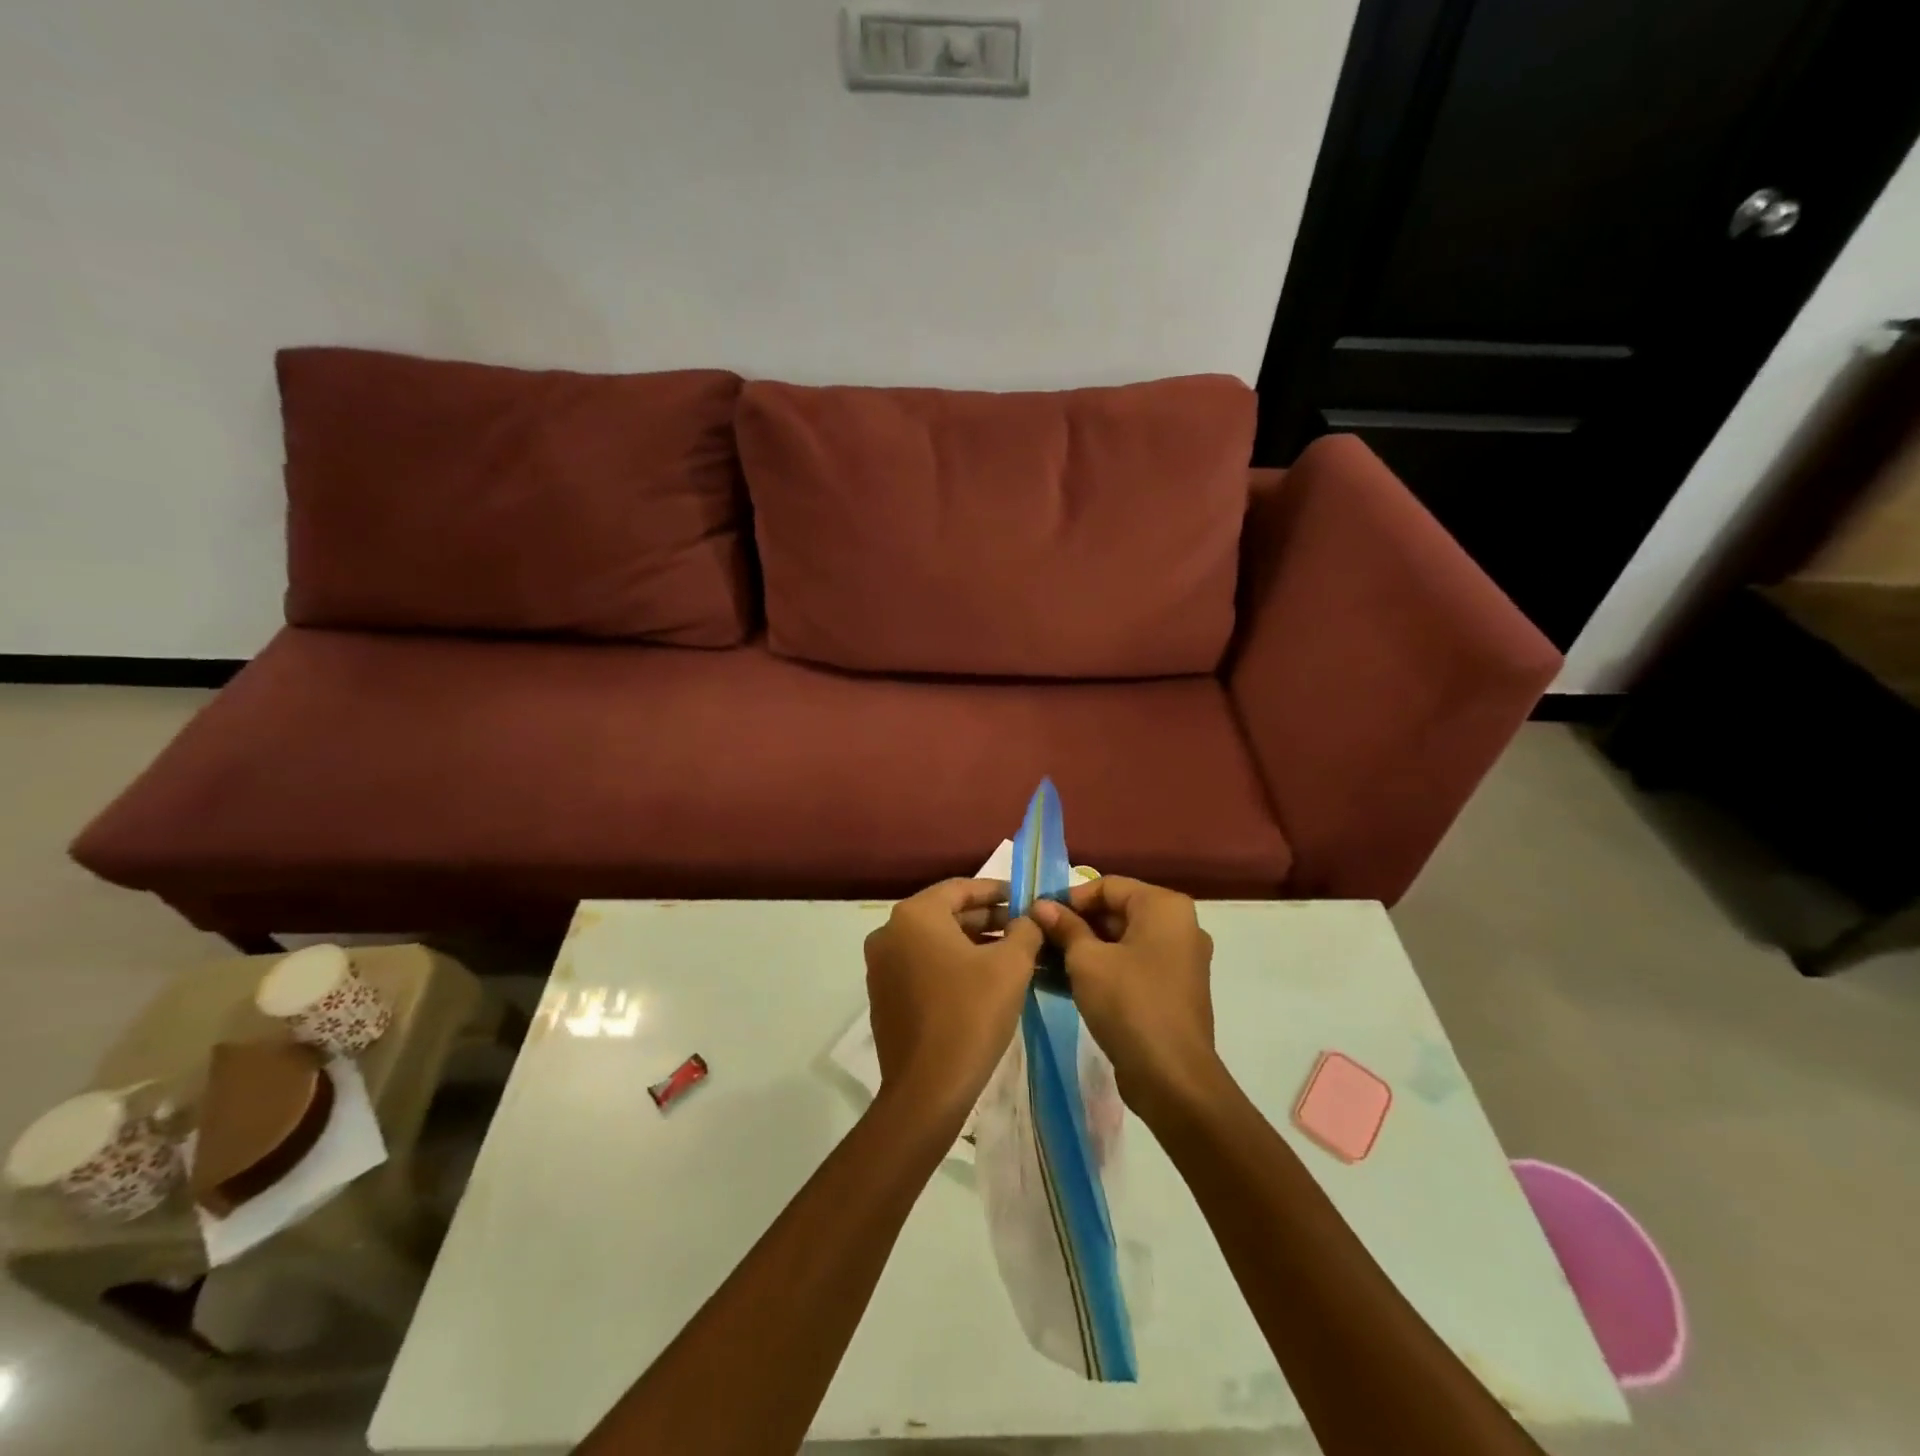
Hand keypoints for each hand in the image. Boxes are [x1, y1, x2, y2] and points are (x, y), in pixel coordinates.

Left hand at [863, 879, 1042, 1119]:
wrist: (927, 1090)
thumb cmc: (971, 1014)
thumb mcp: (1012, 966)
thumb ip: (1025, 931)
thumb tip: (1029, 919)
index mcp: (915, 915)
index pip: (961, 888)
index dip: (998, 891)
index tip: (1026, 900)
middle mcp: (889, 932)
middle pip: (946, 914)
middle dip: (987, 920)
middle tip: (1023, 929)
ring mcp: (881, 965)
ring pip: (934, 941)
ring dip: (972, 943)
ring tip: (1011, 955)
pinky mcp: (883, 995)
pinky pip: (922, 966)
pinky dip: (951, 965)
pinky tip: (982, 981)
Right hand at [1030, 877, 1219, 1121]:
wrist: (1172, 1078)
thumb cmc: (1129, 1004)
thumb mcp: (1087, 961)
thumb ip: (1064, 927)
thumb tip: (1041, 906)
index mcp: (1164, 907)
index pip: (1107, 886)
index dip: (1069, 898)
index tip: (1037, 914)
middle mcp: (1177, 926)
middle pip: (1115, 912)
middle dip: (1074, 924)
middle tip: (1037, 938)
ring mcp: (1177, 960)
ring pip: (1120, 942)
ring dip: (1082, 949)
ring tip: (1042, 960)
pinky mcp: (1170, 990)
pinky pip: (1130, 966)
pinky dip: (1100, 969)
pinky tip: (1062, 982)